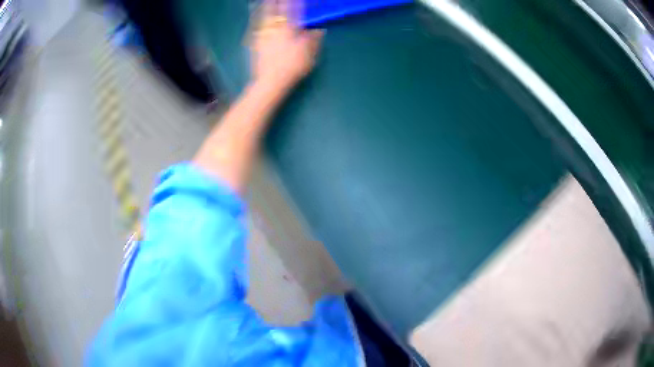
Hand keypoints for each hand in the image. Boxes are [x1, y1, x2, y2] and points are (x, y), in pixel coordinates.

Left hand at [251, 0, 323, 92]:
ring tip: (260, 1)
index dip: (294, 2)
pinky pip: (254, 26)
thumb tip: (319, 30)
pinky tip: (254, 15)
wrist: (271, 81)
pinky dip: (254, 18)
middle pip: (275, 10)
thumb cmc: (292, 67)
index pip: (293, 10)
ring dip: (263, 7)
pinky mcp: (254, 42)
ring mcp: (263, 35)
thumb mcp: (309, 54)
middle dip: (275, 2)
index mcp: (289, 29)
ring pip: (263, 16)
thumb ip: (314, 40)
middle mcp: (275, 29)